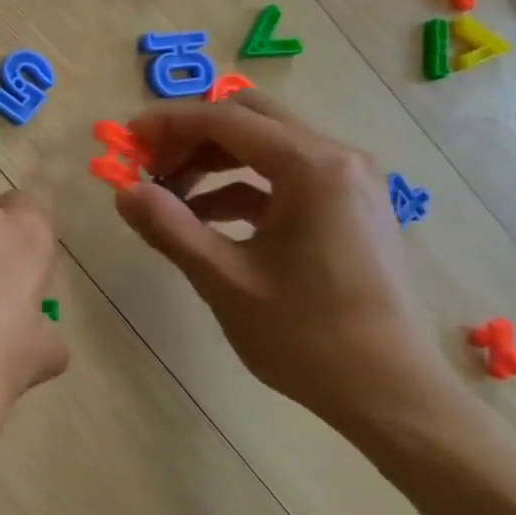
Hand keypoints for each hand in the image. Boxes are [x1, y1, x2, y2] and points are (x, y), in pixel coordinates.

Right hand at [114, 95, 458, 436]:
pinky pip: (285, 178)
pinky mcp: (348, 209)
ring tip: (170, 198)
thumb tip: (123, 192)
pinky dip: (240, 188)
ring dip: (213, 162)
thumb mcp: (225, 280)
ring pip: (267, 147)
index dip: (169, 124)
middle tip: (150, 167)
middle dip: (192, 137)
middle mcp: (338, 160)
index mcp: (312, 168)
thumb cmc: (307, 336)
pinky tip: (206, 221)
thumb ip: (170, 228)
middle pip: (250, 120)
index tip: (127, 142)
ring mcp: (348, 184)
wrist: (392, 394)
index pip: (226, 119)